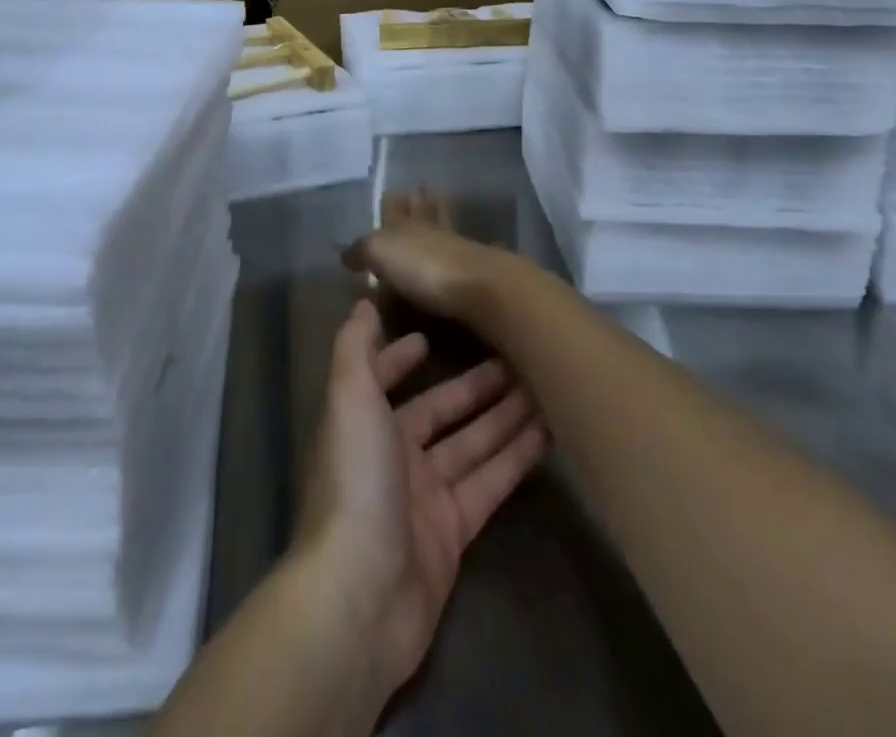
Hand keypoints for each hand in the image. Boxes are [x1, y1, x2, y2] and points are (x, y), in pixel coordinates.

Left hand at [293, 300, 547, 706]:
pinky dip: (514, 459)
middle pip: (441, 411)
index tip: (431, 334)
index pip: (385, 378)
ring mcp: (425, 495)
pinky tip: (546, 435)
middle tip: (518, 357)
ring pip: (472, 445)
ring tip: (544, 387)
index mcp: (364, 421)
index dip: (403, 357)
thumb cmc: (355, 480)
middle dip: (474, 386)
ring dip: (504, 417)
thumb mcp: (348, 397)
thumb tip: (362, 302)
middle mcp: (393, 453)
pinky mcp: (454, 533)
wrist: (361, 594)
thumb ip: (354, 346)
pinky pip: (489, 484)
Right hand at [345, 189, 512, 319]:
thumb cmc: (423, 266)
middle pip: (424, 212)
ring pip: (443, 229)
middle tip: (418, 190)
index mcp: (406, 223)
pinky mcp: (475, 274)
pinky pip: (459, 254)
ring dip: (439, 219)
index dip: (393, 201)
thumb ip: (362, 250)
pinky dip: (454, 250)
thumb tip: (346, 255)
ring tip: (435, 212)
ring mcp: (457, 250)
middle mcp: (431, 231)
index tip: (393, 190)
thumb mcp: (380, 252)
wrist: (481, 287)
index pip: (396, 208)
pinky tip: (456, 251)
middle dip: (419, 202)